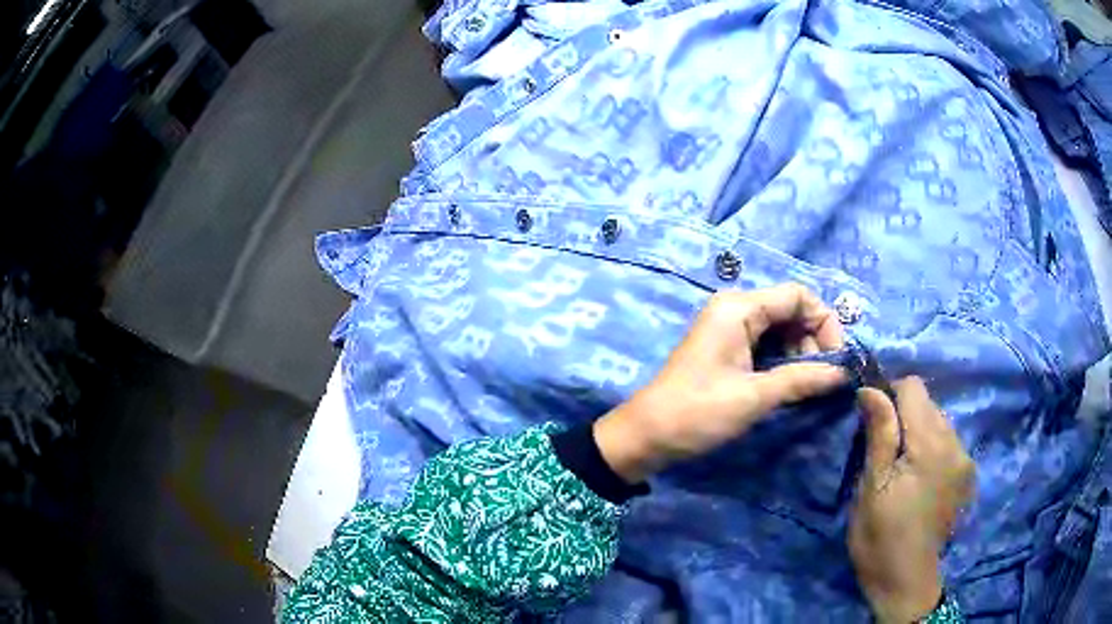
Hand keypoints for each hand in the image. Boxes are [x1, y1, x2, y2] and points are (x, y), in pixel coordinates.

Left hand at [593, 283, 847, 482]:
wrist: (647, 436)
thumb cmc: (699, 412)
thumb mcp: (755, 396)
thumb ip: (802, 379)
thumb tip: (843, 373)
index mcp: (740, 308)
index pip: (798, 296)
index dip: (824, 322)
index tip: (836, 359)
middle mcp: (735, 309)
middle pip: (790, 311)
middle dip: (813, 340)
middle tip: (821, 378)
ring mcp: (729, 329)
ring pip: (780, 329)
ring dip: (800, 354)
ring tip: (807, 386)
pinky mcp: (726, 350)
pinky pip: (765, 345)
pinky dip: (783, 361)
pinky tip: (790, 385)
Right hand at [849, 378, 974, 622]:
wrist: (906, 581)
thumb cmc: (880, 537)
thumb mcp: (871, 488)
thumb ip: (879, 435)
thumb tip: (870, 389)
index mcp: (930, 445)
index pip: (913, 388)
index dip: (889, 395)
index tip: (873, 422)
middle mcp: (955, 443)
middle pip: (929, 404)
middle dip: (904, 417)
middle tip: (885, 454)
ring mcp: (964, 459)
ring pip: (939, 422)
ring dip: (919, 434)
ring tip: (903, 470)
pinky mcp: (966, 474)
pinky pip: (948, 442)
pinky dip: (931, 449)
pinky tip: (919, 480)